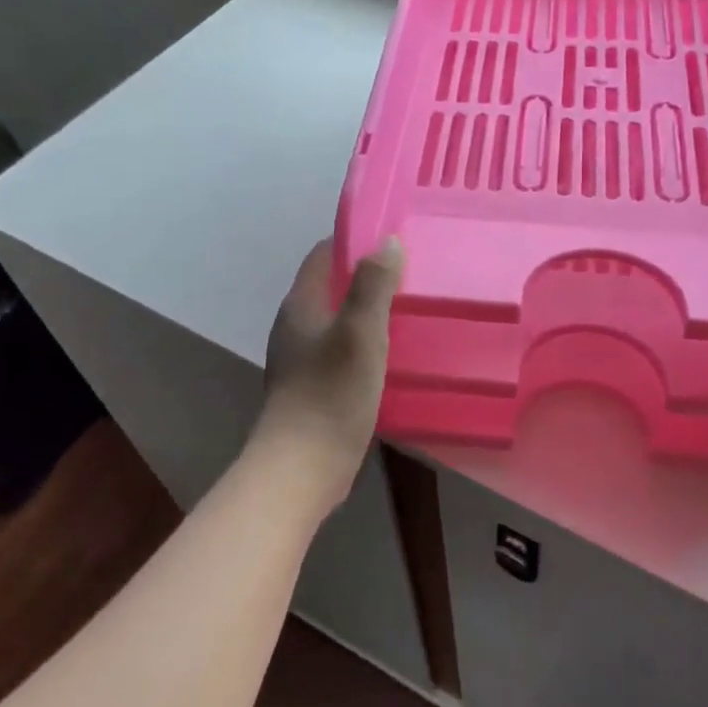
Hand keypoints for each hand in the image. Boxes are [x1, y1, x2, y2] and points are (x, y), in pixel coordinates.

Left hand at [253, 236, 404, 508]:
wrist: (302, 468)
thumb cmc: (331, 393)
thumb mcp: (360, 332)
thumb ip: (373, 284)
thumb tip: (387, 241)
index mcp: (300, 305)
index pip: (324, 254)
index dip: (355, 241)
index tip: (394, 238)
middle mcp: (296, 325)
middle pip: (332, 285)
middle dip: (367, 275)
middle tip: (411, 273)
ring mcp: (301, 358)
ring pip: (338, 319)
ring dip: (368, 310)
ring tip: (409, 308)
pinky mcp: (313, 386)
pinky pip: (342, 349)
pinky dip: (366, 341)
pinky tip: (393, 352)